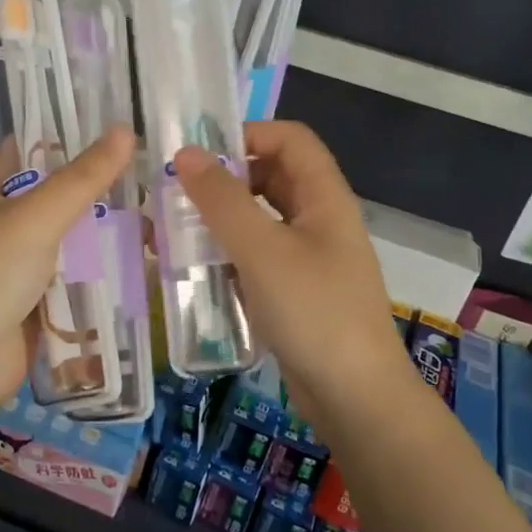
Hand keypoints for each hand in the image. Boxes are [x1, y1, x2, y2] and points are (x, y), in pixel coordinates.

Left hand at [0, 128, 135, 412]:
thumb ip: (83, 177)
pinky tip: (144, 263)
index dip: (54, 134)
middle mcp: (1, 226)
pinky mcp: (38, 304)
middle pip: (53, 196)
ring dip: (104, 233)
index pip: (18, 150)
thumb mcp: (36, 216)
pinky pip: (76, 280)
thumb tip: (127, 131)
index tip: (103, 124)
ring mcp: (19, 268)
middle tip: (148, 172)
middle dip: (95, 187)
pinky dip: (103, 273)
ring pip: (69, 240)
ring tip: (158, 215)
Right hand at [173, 121, 412, 416]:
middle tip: (179, 194)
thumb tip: (185, 154)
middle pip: (273, 177)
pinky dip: (230, 254)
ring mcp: (310, 257)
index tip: (201, 155)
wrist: (355, 397)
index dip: (249, 134)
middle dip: (226, 179)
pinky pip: (259, 256)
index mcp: (324, 196)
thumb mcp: (262, 250)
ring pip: (262, 219)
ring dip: (223, 219)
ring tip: (176, 231)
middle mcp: (320, 219)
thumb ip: (222, 200)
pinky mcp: (296, 291)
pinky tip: (197, 270)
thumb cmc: (313, 311)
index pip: (290, 138)